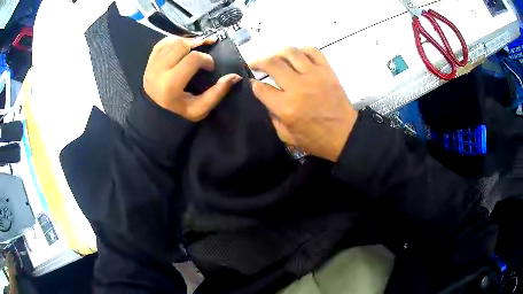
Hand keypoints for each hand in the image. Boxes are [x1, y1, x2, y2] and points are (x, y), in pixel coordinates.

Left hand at [144, 36, 242, 121]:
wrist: (154, 115)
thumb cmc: (178, 113)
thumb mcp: (200, 109)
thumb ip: (217, 93)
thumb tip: (235, 76)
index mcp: (170, 85)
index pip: (192, 59)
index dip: (206, 59)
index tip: (210, 66)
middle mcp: (158, 71)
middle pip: (181, 45)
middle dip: (197, 45)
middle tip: (204, 51)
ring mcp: (151, 65)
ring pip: (172, 41)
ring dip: (187, 41)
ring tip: (195, 47)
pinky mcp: (149, 61)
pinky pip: (163, 42)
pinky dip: (175, 40)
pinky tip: (182, 46)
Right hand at [250, 47, 357, 161]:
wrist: (345, 135)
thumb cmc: (316, 140)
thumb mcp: (287, 137)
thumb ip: (272, 118)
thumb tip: (265, 100)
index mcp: (286, 107)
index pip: (261, 88)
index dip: (253, 84)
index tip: (252, 82)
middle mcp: (298, 87)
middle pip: (272, 64)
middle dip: (258, 62)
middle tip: (255, 63)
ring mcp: (314, 76)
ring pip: (290, 52)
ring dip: (277, 52)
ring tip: (275, 57)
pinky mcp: (327, 71)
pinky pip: (313, 51)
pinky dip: (302, 50)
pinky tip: (298, 55)